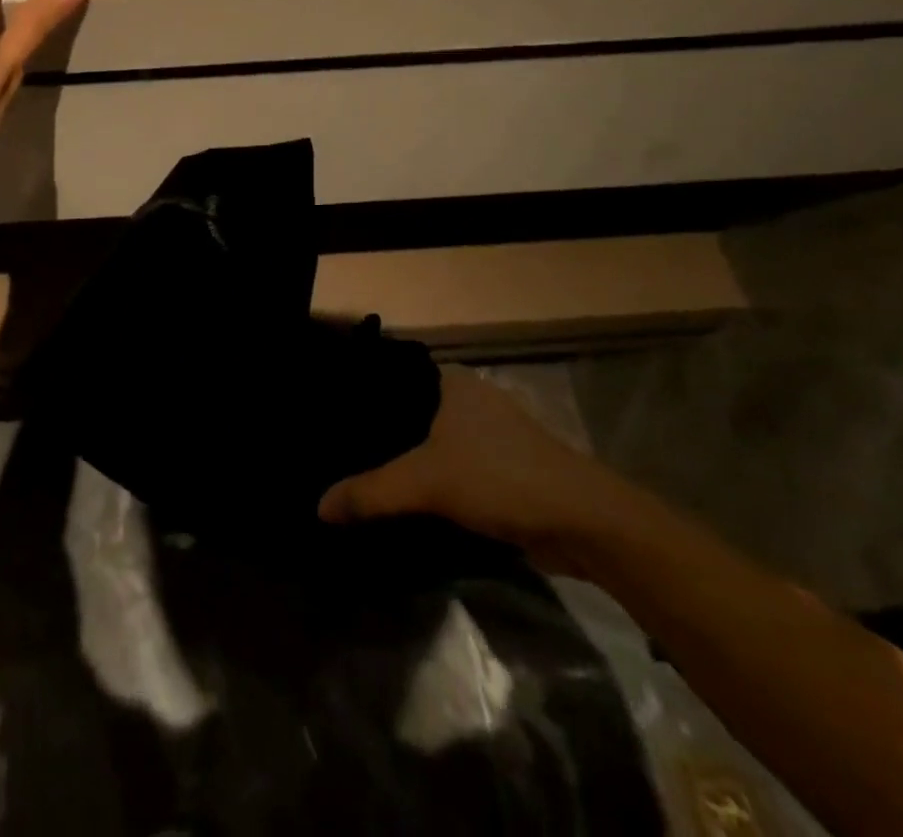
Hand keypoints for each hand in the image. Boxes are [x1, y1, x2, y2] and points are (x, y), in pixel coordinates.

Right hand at [319, 366, 644, 571]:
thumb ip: (370, 492)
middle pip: (408, 413)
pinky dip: (428, 481)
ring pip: (430, 442)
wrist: (585, 523)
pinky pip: (450, 467)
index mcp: (451, 381)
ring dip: (404, 460)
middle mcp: (469, 399)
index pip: (391, 378)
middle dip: (377, 434)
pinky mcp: (502, 469)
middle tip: (333, 452)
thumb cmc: (501, 478)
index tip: (325, 416)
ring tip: (357, 474)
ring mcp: (489, 434)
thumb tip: (317, 507)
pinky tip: (402, 498)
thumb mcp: (426, 482)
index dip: (358, 396)